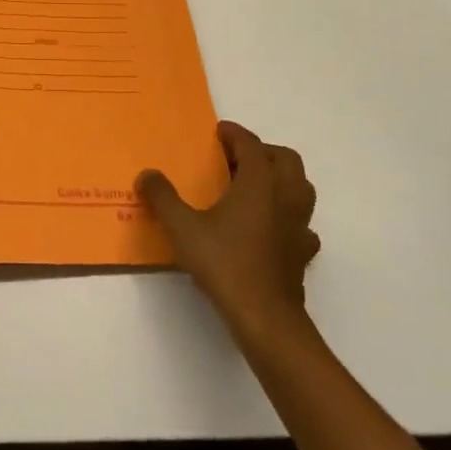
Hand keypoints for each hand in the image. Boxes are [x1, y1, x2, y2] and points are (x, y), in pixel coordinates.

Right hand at [138, 121, 318, 338]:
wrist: (264, 317)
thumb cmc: (225, 263)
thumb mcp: (182, 227)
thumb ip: (162, 197)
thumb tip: (147, 175)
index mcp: (259, 183)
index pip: (251, 144)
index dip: (234, 134)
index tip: (217, 132)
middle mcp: (285, 197)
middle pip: (285, 159)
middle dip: (262, 151)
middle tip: (235, 158)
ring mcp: (299, 225)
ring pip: (300, 188)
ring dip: (280, 179)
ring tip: (252, 188)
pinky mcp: (303, 252)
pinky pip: (301, 222)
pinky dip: (287, 216)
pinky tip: (268, 228)